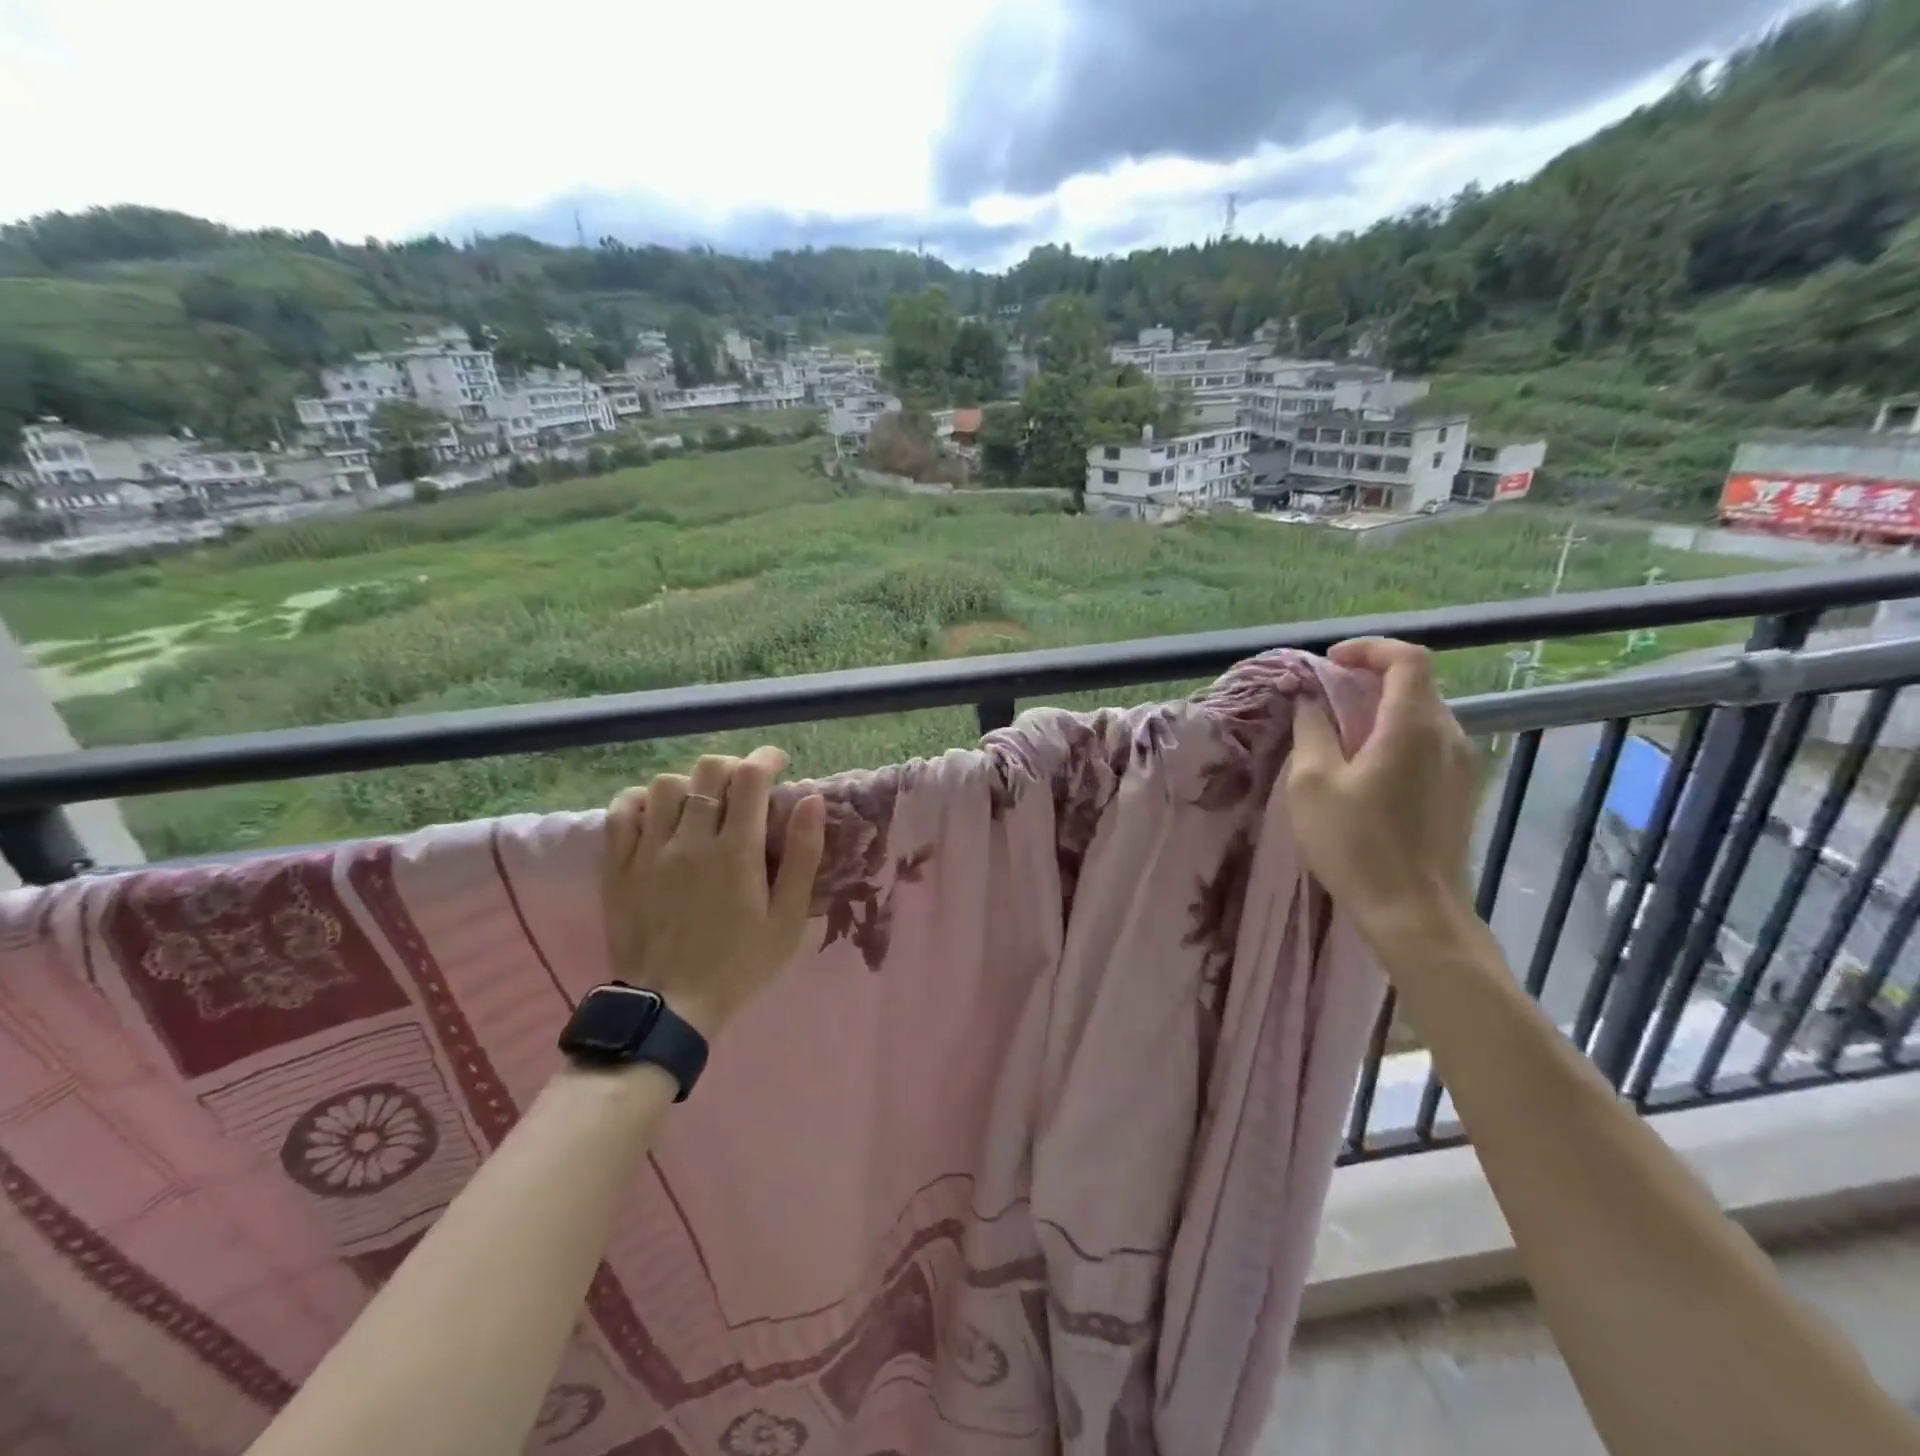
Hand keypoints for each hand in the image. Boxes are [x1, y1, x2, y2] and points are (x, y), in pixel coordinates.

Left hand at [602, 747, 826, 1038]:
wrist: (670, 1008)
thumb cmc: (740, 964)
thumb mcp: (789, 919)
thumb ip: (804, 856)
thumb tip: (813, 800)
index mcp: (736, 851)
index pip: (750, 777)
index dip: (766, 759)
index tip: (778, 764)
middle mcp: (690, 840)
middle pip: (708, 771)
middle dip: (732, 766)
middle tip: (745, 786)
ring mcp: (649, 852)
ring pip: (664, 784)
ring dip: (690, 784)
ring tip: (702, 803)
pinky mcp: (619, 868)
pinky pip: (621, 812)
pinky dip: (641, 801)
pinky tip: (658, 814)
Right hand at [1287, 638, 1479, 948]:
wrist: (1414, 912)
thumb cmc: (1356, 844)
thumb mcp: (1313, 782)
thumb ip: (1311, 729)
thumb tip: (1308, 697)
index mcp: (1414, 726)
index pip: (1407, 657)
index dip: (1368, 649)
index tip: (1328, 663)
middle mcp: (1449, 735)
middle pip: (1416, 683)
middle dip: (1368, 678)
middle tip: (1323, 696)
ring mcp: (1461, 765)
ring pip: (1422, 713)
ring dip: (1381, 708)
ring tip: (1339, 731)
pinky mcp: (1460, 790)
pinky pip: (1428, 742)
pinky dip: (1395, 734)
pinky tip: (1365, 766)